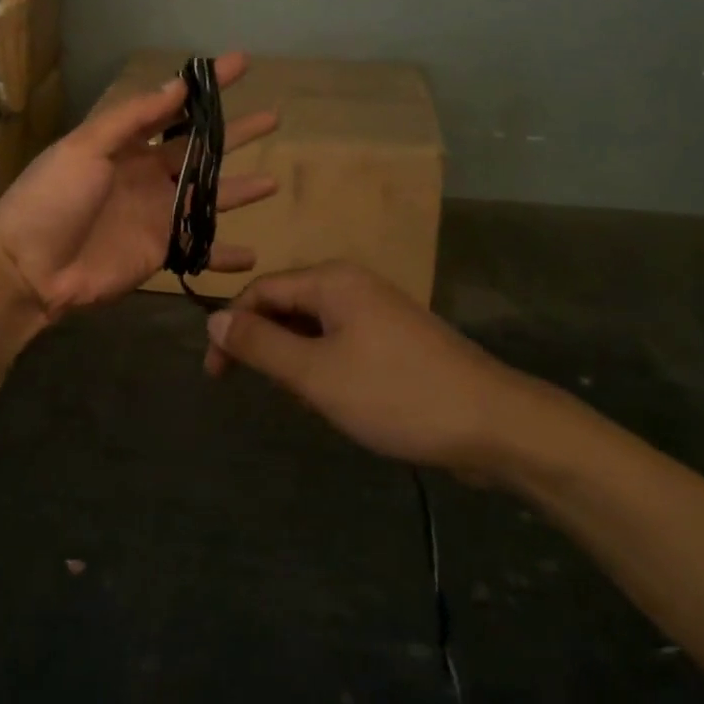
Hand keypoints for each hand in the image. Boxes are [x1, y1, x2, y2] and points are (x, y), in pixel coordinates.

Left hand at [0, 52, 279, 321]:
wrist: (28, 268)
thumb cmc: (52, 198)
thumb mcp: (85, 147)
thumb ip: (133, 118)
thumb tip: (177, 84)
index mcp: (128, 143)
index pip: (176, 106)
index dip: (208, 86)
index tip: (241, 63)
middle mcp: (149, 174)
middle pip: (203, 149)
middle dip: (237, 133)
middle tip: (274, 118)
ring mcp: (157, 213)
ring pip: (210, 196)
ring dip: (241, 189)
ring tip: (274, 183)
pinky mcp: (161, 251)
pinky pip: (200, 249)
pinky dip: (224, 254)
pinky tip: (252, 255)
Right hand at [206, 262, 516, 474]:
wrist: (491, 423)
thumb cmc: (394, 393)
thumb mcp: (315, 374)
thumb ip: (260, 345)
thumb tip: (212, 318)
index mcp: (332, 280)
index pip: (261, 291)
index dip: (232, 329)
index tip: (217, 377)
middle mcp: (353, 284)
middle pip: (288, 306)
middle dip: (267, 347)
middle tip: (262, 393)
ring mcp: (378, 310)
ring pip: (315, 328)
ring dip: (297, 361)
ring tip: (305, 402)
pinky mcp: (395, 338)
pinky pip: (342, 342)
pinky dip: (325, 367)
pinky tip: (336, 400)